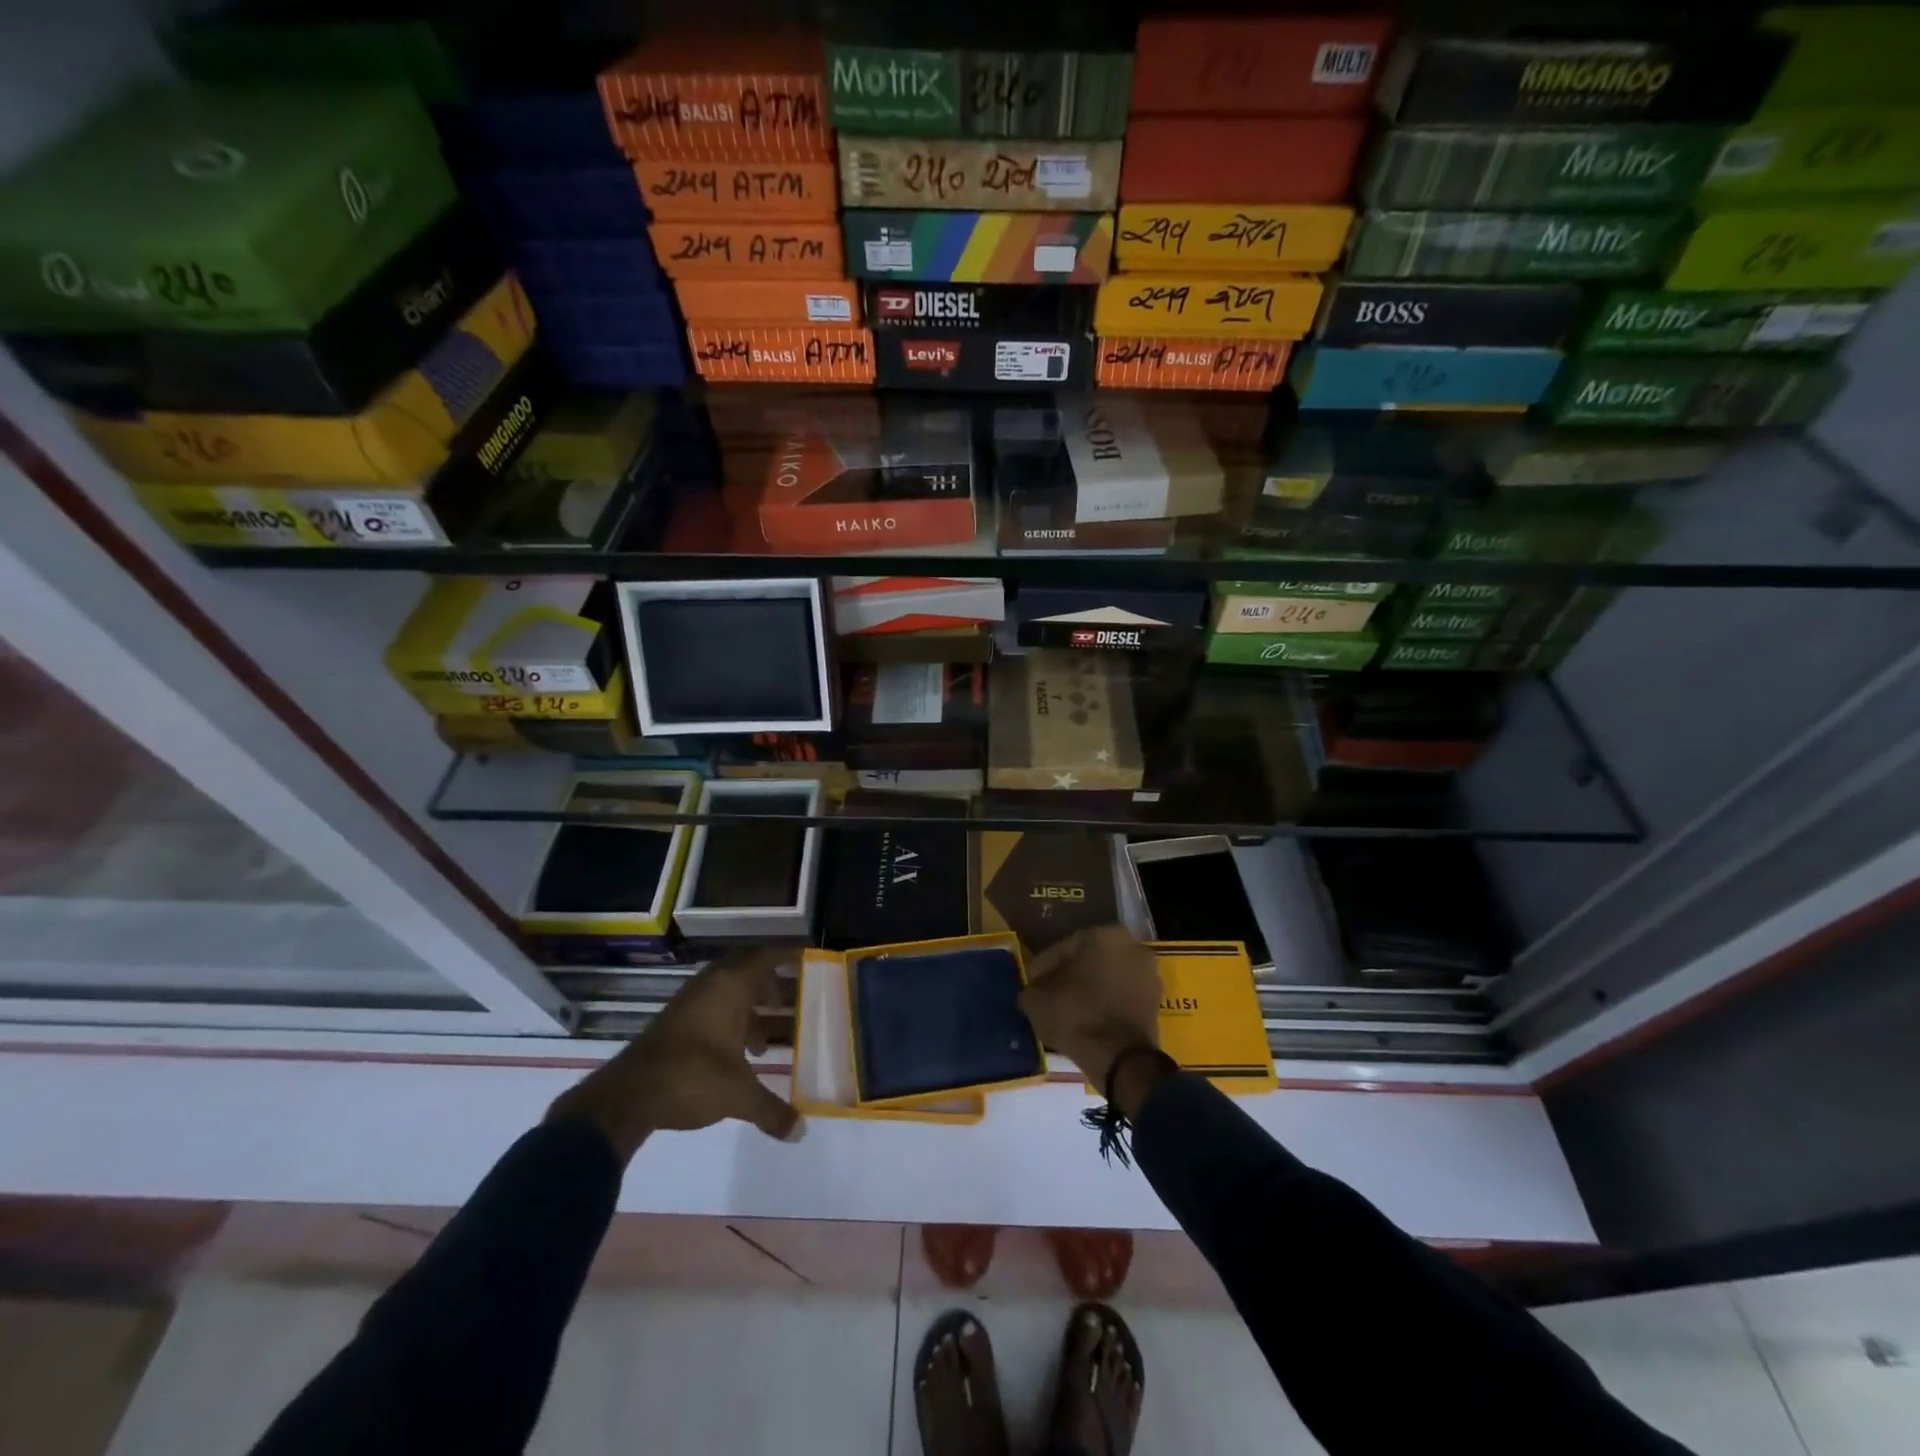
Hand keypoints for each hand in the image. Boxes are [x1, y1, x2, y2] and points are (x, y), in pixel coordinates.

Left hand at [547, 947, 803, 1162]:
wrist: (626, 1097)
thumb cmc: (692, 1077)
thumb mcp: (738, 1095)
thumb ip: (772, 1111)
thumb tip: (801, 1132)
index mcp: (730, 987)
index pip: (764, 957)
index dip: (786, 956)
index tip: (807, 960)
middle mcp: (710, 986)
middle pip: (746, 971)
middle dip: (769, 984)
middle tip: (790, 1001)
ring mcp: (689, 1003)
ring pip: (727, 993)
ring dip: (748, 1009)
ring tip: (764, 1042)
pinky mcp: (674, 1023)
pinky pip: (712, 1009)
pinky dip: (729, 1023)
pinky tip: (735, 1057)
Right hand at [1019, 925, 1162, 1093]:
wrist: (1121, 1059)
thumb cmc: (1076, 1015)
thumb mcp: (1037, 999)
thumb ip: (1032, 986)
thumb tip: (1035, 989)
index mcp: (1105, 934)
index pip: (1063, 948)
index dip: (1043, 968)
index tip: (1032, 985)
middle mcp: (1132, 946)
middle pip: (1089, 961)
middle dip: (1070, 976)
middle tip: (1049, 996)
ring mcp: (1149, 975)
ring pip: (1108, 979)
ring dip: (1090, 991)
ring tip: (1068, 1011)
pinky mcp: (1156, 1003)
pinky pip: (1121, 998)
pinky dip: (1106, 1005)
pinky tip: (1088, 1021)